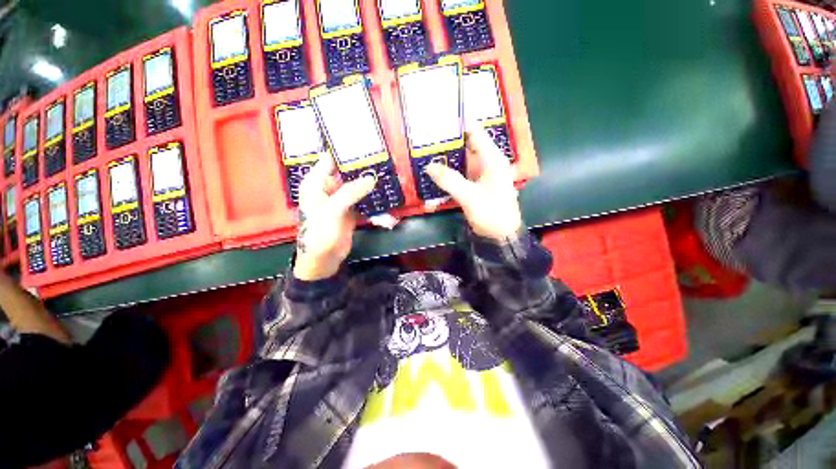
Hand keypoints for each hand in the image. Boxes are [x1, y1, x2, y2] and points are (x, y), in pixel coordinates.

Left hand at [294, 156, 375, 280]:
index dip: (346, 151)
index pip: (330, 159)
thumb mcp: (333, 210)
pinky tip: (383, 190)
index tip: (365, 144)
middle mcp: (328, 187)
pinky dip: (371, 195)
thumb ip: (350, 192)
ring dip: (369, 181)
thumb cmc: (320, 233)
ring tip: (386, 170)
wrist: (324, 259)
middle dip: (362, 166)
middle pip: (346, 171)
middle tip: (382, 157)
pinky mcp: (351, 209)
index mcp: (316, 182)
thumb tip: (371, 178)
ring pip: (356, 184)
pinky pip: (362, 197)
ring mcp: (341, 198)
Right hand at [426, 122, 522, 239]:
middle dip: (447, 140)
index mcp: (492, 159)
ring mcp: (479, 174)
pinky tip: (433, 171)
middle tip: (425, 134)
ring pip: (460, 160)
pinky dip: (447, 172)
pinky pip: (458, 173)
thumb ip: (450, 180)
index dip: (459, 122)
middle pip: (465, 145)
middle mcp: (486, 162)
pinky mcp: (473, 185)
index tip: (439, 116)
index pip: (475, 132)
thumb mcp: (470, 196)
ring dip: (445, 157)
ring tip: (424, 149)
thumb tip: (429, 166)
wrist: (500, 235)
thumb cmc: (492, 214)